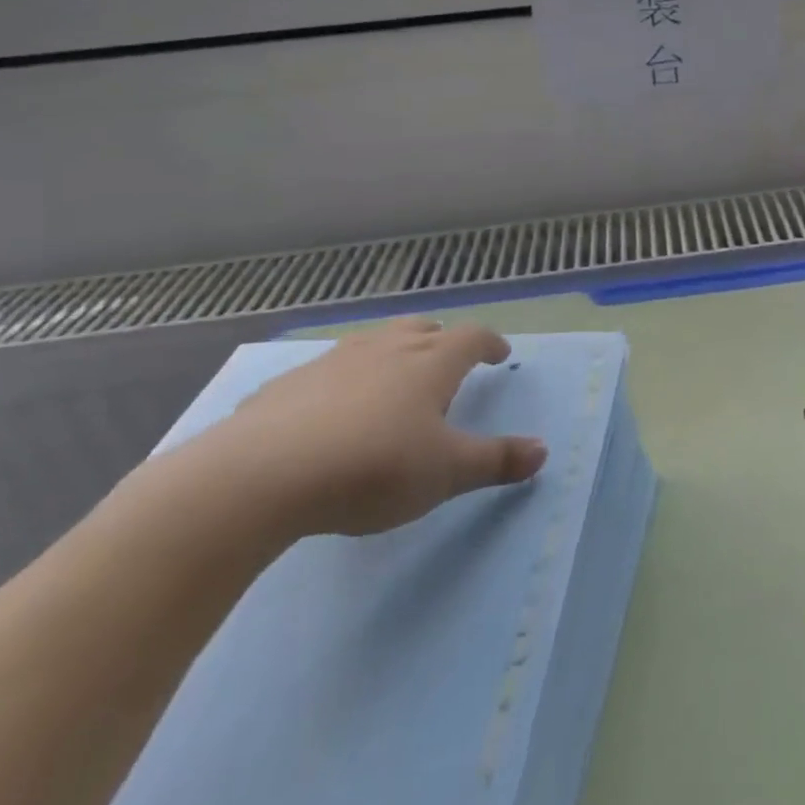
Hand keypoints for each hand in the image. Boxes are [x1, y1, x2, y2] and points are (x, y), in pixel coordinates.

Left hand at [211, 318, 546, 536]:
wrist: (261, 476)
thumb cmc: (373, 467)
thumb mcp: (446, 473)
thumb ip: (496, 460)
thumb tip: (543, 451)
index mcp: (429, 364)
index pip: (471, 338)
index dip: (489, 343)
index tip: (500, 354)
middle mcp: (385, 350)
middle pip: (421, 329)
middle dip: (441, 339)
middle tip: (448, 359)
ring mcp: (332, 362)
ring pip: (373, 342)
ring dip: (391, 352)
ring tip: (392, 378)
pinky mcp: (287, 385)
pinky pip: (326, 371)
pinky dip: (341, 380)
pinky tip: (329, 411)